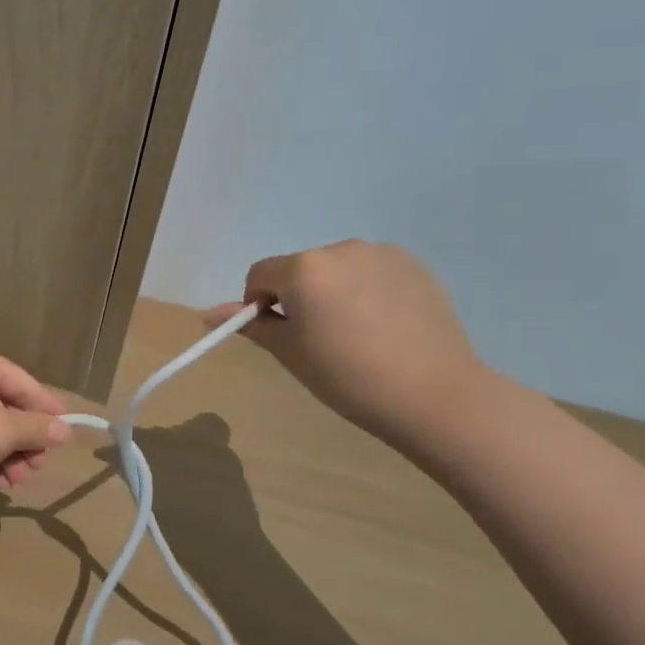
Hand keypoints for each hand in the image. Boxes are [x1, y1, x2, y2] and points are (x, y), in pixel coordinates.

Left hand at [0, 340, 72, 490]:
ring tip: (16, 482)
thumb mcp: (5, 431)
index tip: (66, 435)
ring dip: (6, 453)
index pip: (24, 382)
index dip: (48, 410)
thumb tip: (64, 430)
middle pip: (5, 404)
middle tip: (38, 468)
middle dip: (24, 440)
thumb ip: (37, 429)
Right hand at [203, 241, 491, 446]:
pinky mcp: (415, 266)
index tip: (280, 335)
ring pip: (336, 270)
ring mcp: (382, 254)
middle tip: (318, 340)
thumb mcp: (289, 352)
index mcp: (305, 268)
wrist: (435, 396)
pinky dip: (366, 292)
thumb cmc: (348, 377)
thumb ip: (250, 325)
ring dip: (332, 292)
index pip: (260, 275)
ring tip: (356, 335)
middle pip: (300, 269)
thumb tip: (208, 314)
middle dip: (299, 297)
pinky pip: (371, 273)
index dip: (259, 304)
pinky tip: (385, 326)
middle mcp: (341, 248)